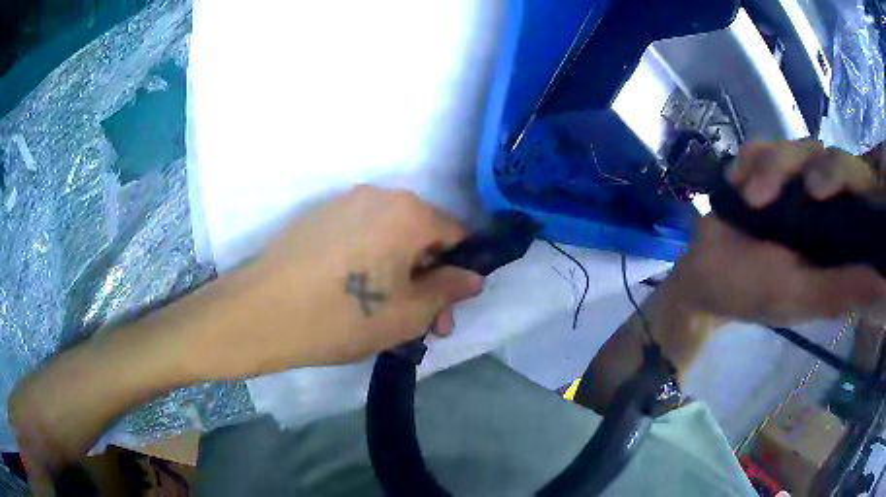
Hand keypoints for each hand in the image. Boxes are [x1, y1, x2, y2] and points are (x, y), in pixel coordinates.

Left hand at [193, 185, 483, 378]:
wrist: (260, 313)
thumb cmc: (342, 316)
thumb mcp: (408, 314)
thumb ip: (448, 291)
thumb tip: (472, 278)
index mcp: (407, 212)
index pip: (455, 234)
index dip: (458, 272)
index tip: (446, 308)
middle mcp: (378, 196)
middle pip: (420, 235)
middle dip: (427, 278)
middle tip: (420, 323)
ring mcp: (342, 203)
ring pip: (388, 238)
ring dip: (397, 273)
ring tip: (384, 315)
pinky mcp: (317, 218)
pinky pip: (359, 237)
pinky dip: (368, 262)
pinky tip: (351, 296)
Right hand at [670, 140, 885, 324]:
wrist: (701, 275)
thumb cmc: (751, 292)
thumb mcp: (799, 296)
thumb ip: (841, 290)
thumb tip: (882, 284)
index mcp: (836, 233)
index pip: (853, 183)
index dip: (839, 174)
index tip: (814, 191)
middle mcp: (821, 203)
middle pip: (821, 154)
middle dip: (790, 169)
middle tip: (764, 197)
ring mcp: (791, 182)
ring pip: (791, 146)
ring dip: (765, 167)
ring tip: (746, 197)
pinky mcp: (763, 170)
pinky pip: (760, 145)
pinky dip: (747, 161)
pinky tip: (737, 184)